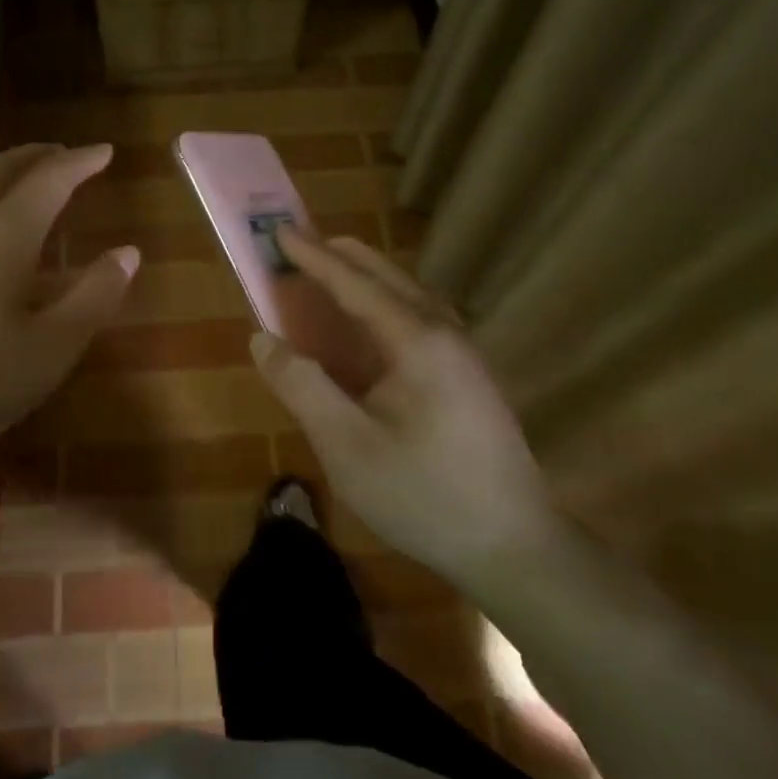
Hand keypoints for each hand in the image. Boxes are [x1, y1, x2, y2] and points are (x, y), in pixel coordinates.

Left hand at [0, 144, 136, 507]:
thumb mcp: (53, 346)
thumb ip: (96, 295)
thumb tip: (127, 253)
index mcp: (3, 235)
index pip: (50, 180)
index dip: (81, 162)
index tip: (104, 151)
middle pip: (0, 170)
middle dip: (36, 157)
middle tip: (63, 155)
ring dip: (5, 185)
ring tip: (30, 203)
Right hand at [249, 231, 567, 590]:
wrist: (514, 546)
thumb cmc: (423, 495)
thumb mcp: (346, 445)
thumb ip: (302, 385)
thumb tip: (264, 339)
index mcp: (416, 341)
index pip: (354, 283)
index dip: (312, 258)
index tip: (279, 232)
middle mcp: (445, 334)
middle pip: (389, 278)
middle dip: (342, 258)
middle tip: (302, 246)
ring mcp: (465, 355)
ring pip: (411, 296)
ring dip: (368, 279)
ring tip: (334, 277)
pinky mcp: (470, 379)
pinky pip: (422, 320)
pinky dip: (388, 305)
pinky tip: (376, 329)